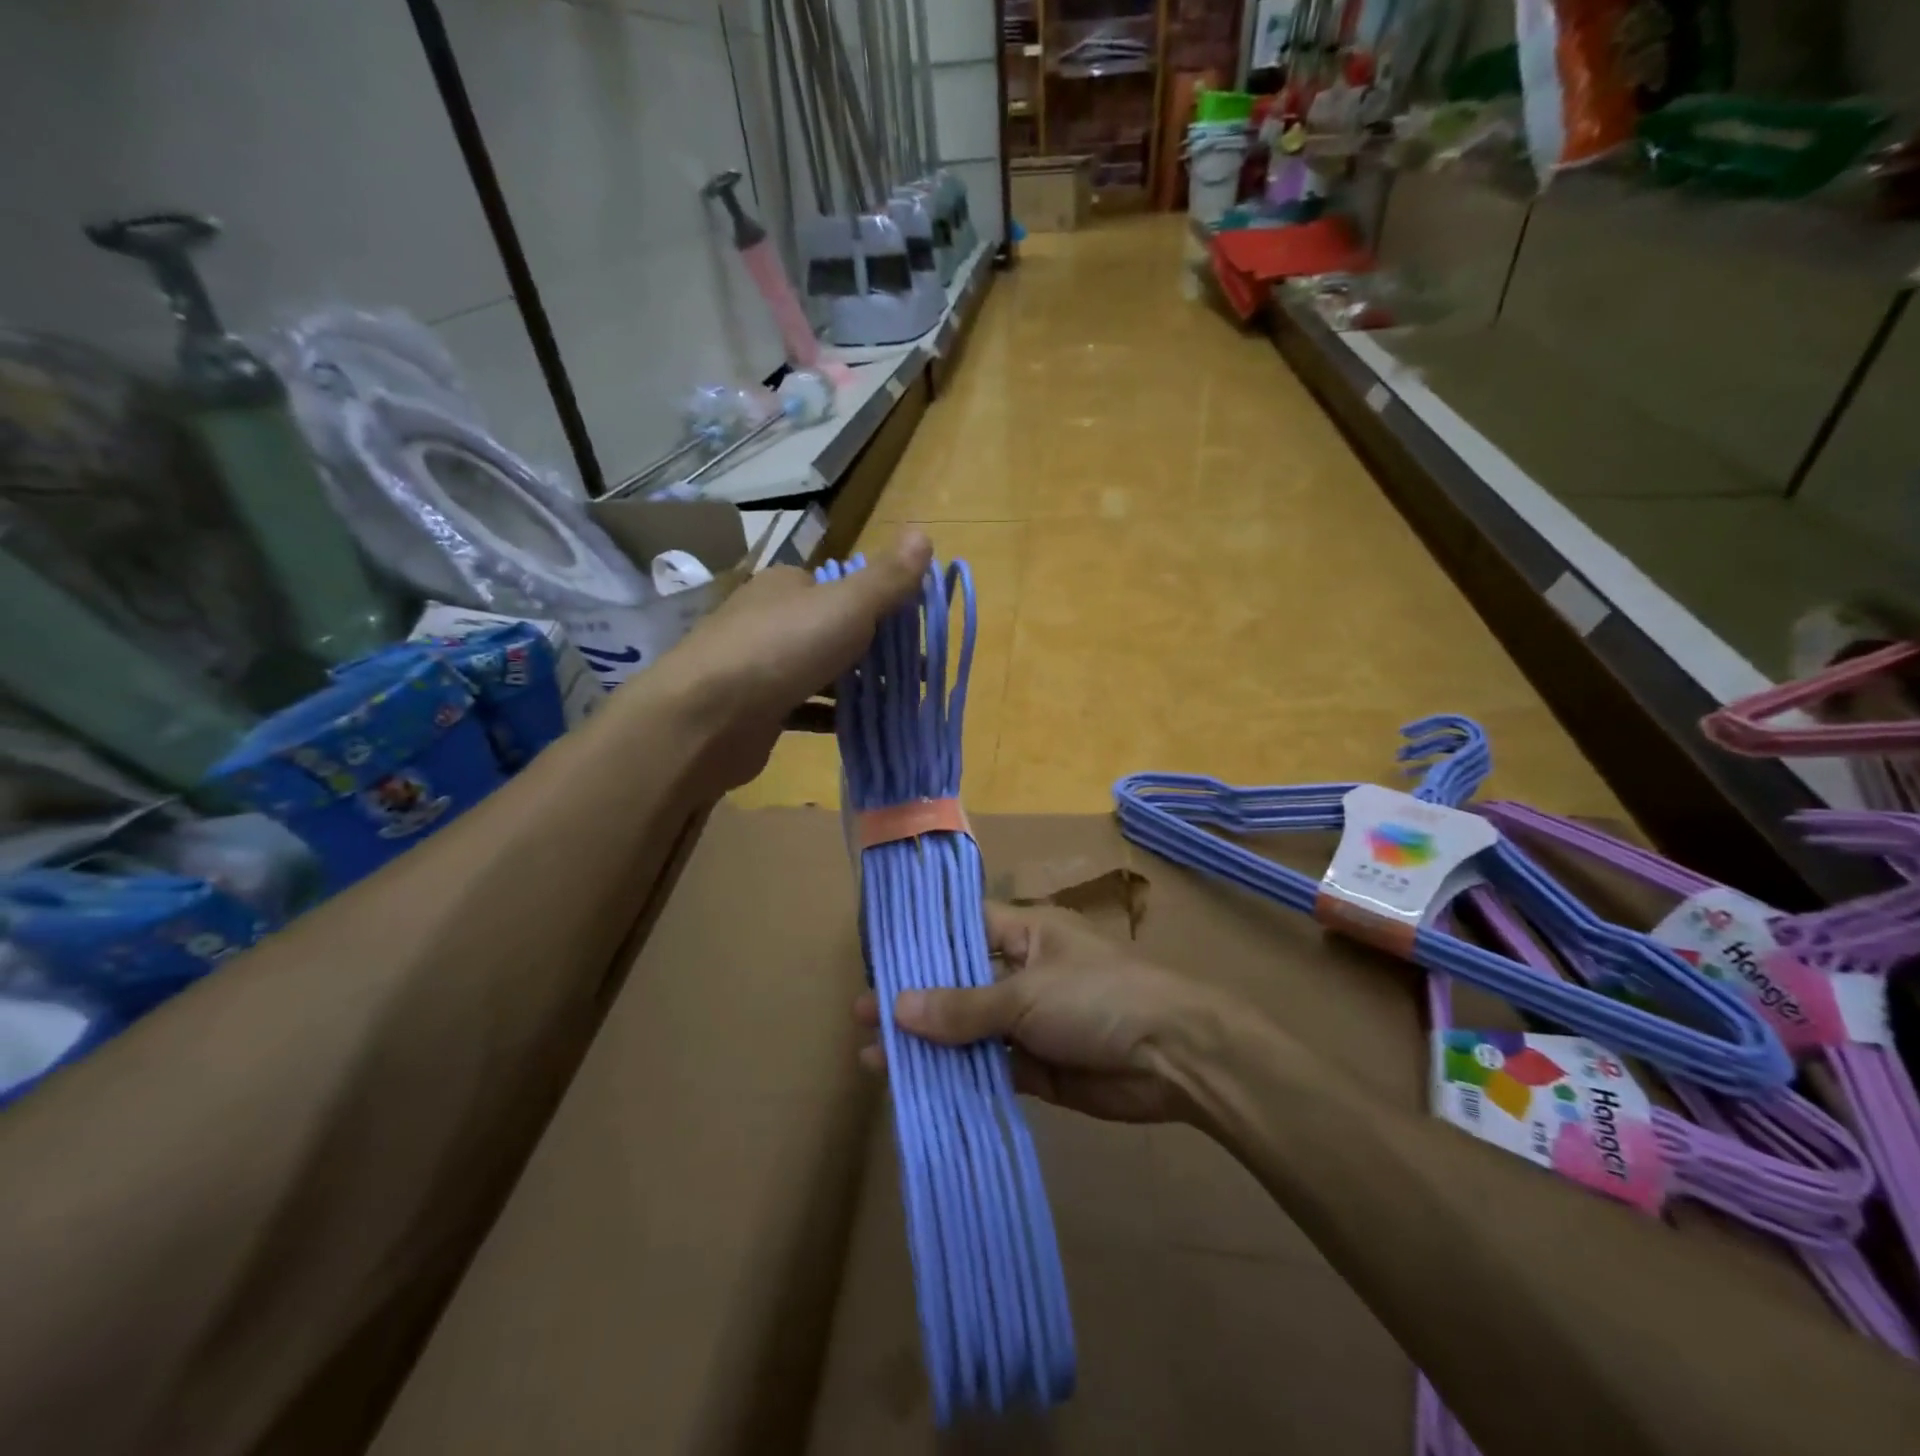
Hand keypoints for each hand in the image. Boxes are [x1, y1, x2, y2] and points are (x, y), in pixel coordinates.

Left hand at [655, 529, 931, 793]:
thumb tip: (924, 533)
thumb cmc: (782, 649)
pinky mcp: (754, 710)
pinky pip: (804, 709)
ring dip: (857, 686)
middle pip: (833, 631)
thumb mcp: (846, 606)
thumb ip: (887, 578)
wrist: (706, 717)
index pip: (841, 587)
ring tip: (899, 704)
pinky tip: (860, 728)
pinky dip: (831, 717)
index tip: (917, 633)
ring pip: (819, 672)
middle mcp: (769, 619)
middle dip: (874, 651)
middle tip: (916, 675)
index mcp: (787, 585)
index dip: (881, 606)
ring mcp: (759, 666)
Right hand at [854, 902, 1227, 1124]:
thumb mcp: (1026, 994)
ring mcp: (1032, 1022)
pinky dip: (960, 1079)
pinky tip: (920, 1090)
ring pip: (971, 1032)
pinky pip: (992, 1070)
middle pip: (960, 985)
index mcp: (1026, 935)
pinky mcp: (1042, 1068)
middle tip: (862, 1018)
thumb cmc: (1098, 998)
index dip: (922, 943)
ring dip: (931, 1046)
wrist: (1175, 1058)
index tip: (878, 959)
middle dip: (915, 1002)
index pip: (963, 929)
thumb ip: (963, 1007)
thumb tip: (897, 1008)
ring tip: (877, 1061)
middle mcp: (1024, 973)